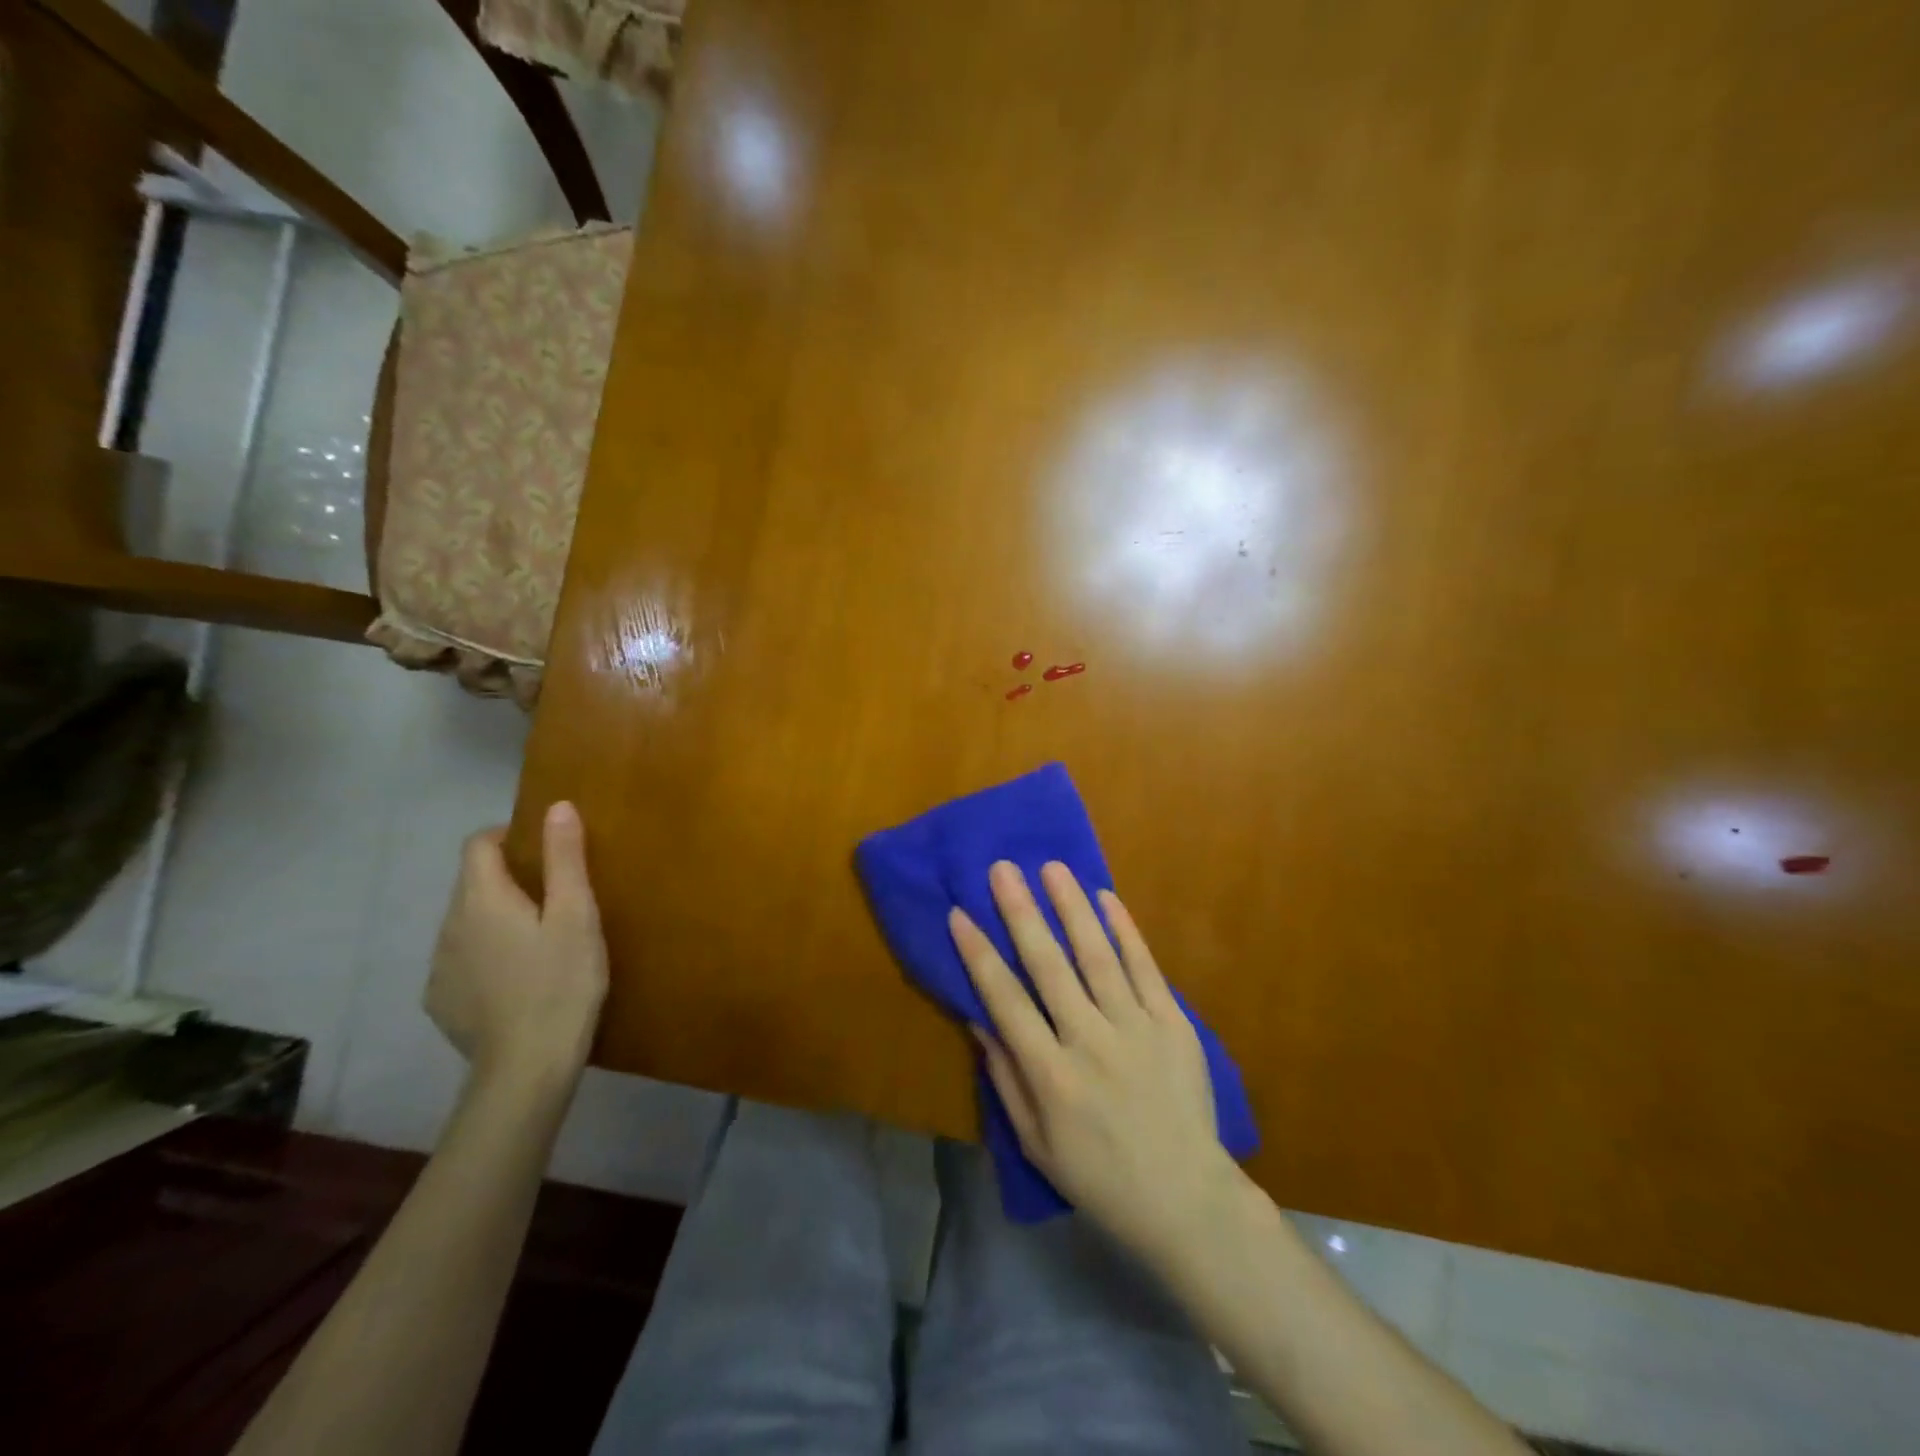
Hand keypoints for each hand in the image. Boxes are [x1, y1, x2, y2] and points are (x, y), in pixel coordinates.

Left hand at [427, 801, 607, 1088]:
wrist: (527, 1067)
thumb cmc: (561, 982)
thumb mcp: (577, 915)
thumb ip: (565, 859)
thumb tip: (557, 806)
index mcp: (481, 899)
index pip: (477, 844)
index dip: (507, 836)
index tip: (543, 850)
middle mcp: (448, 926)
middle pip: (472, 883)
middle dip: (507, 879)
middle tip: (555, 898)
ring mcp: (439, 967)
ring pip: (466, 923)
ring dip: (495, 919)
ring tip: (539, 941)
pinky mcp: (440, 1001)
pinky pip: (461, 959)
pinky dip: (485, 955)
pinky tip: (516, 979)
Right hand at [949, 860, 1242, 1262]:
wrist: (1187, 1198)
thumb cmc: (1100, 1177)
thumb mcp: (1036, 1143)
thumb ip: (1005, 1078)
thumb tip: (979, 1019)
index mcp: (1052, 1077)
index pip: (1005, 1002)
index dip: (979, 956)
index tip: (959, 914)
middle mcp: (1091, 1043)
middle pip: (1049, 966)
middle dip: (1021, 913)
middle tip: (1002, 869)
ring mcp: (1136, 1029)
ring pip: (1098, 956)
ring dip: (1072, 907)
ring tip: (1052, 867)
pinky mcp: (1173, 1023)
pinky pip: (1145, 967)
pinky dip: (1125, 930)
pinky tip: (1106, 897)